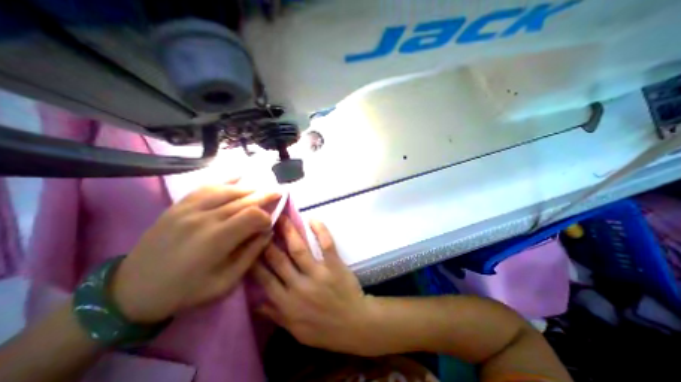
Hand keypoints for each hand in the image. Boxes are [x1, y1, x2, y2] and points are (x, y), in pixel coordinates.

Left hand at [113, 182, 278, 321]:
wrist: (131, 291)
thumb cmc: (185, 291)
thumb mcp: (225, 282)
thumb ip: (250, 254)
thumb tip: (267, 233)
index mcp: (216, 239)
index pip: (252, 216)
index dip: (267, 217)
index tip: (269, 225)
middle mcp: (204, 218)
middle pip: (243, 199)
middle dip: (265, 195)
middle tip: (279, 192)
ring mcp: (189, 209)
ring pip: (228, 190)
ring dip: (249, 188)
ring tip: (262, 188)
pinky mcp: (178, 206)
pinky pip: (206, 187)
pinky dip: (225, 180)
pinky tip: (238, 176)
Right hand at [251, 217, 380, 355]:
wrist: (353, 324)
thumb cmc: (324, 328)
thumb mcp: (296, 330)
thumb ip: (276, 315)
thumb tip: (255, 303)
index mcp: (287, 302)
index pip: (265, 279)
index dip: (256, 261)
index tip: (251, 246)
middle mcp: (299, 286)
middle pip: (279, 259)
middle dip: (269, 241)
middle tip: (263, 225)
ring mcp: (318, 273)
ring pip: (299, 249)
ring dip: (289, 232)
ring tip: (282, 217)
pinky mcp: (334, 265)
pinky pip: (326, 244)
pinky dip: (320, 230)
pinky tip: (312, 219)